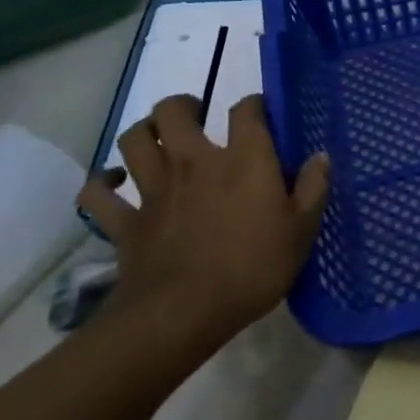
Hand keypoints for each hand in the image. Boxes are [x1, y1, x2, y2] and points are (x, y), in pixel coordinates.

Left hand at [78, 93, 330, 349]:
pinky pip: (97, 193)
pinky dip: (102, 183)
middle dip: (183, 106)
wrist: (182, 314)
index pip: (247, 110)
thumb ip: (314, 188)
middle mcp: (194, 162)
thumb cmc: (252, 268)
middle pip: (173, 111)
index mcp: (244, 160)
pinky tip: (114, 182)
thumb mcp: (302, 231)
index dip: (254, 105)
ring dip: (143, 133)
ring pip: (134, 140)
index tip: (261, 114)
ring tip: (157, 140)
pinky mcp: (124, 221)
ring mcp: (153, 190)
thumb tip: (321, 156)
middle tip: (196, 116)